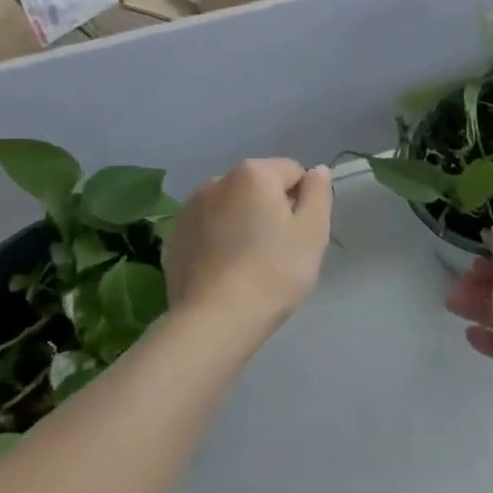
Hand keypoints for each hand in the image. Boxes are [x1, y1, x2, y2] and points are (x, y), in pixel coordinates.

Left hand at [163, 159, 332, 341]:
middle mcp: (217, 182)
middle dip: (270, 210)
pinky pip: (208, 230)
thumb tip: (316, 171)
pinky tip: (225, 272)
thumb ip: (318, 193)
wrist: (215, 321)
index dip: (303, 201)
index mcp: (253, 174)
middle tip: (279, 250)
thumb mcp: (313, 231)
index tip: (301, 235)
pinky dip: (219, 242)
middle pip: (258, 187)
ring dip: (243, 223)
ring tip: (250, 263)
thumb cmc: (274, 272)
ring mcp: (189, 210)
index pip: (292, 172)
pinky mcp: (174, 239)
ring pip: (231, 208)